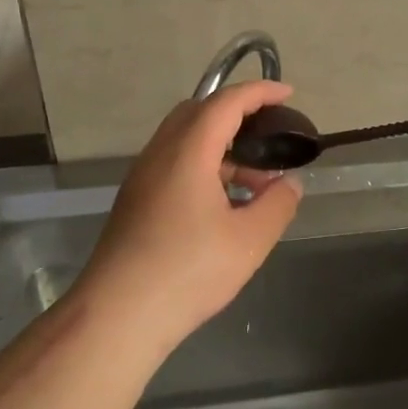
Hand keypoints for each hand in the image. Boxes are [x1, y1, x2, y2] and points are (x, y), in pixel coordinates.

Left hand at [72, 80, 304, 356]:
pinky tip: (224, 203)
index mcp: (188, 151)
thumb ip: (277, 204)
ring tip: (256, 180)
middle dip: (238, 113)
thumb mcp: (249, 240)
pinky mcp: (135, 200)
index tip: (288, 93)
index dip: (259, 92)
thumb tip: (291, 183)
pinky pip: (174, 162)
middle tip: (270, 133)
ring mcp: (143, 176)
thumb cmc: (187, 272)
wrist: (117, 315)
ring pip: (185, 139)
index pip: (226, 102)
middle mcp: (160, 153)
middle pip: (200, 112)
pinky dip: (204, 164)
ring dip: (222, 144)